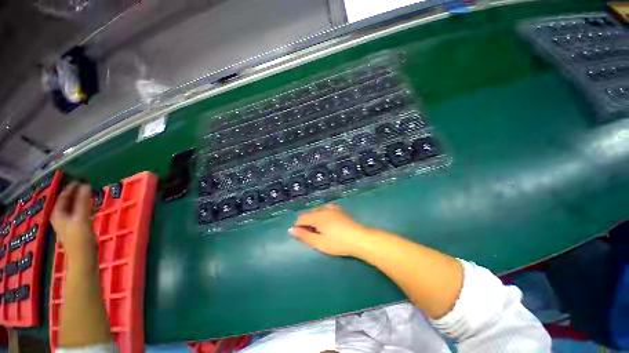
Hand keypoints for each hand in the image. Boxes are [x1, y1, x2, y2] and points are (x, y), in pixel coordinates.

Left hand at [51, 182, 95, 259]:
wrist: (83, 258)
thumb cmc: (80, 238)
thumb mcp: (81, 218)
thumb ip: (83, 201)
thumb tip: (85, 184)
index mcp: (58, 213)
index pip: (64, 195)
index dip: (72, 186)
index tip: (83, 179)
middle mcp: (60, 216)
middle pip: (68, 201)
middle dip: (77, 193)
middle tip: (89, 185)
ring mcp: (68, 223)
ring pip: (74, 206)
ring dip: (82, 199)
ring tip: (93, 194)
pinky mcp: (76, 227)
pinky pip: (79, 212)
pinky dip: (85, 207)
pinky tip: (93, 207)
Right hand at [289, 204, 372, 256]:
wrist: (359, 238)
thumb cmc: (338, 243)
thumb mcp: (319, 243)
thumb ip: (304, 236)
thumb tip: (291, 230)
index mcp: (317, 216)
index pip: (301, 218)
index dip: (298, 226)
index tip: (301, 236)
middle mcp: (323, 209)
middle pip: (309, 213)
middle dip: (306, 222)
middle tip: (311, 235)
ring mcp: (332, 208)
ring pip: (317, 210)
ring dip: (314, 218)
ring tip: (319, 230)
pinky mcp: (339, 210)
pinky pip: (325, 209)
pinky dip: (322, 214)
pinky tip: (327, 222)